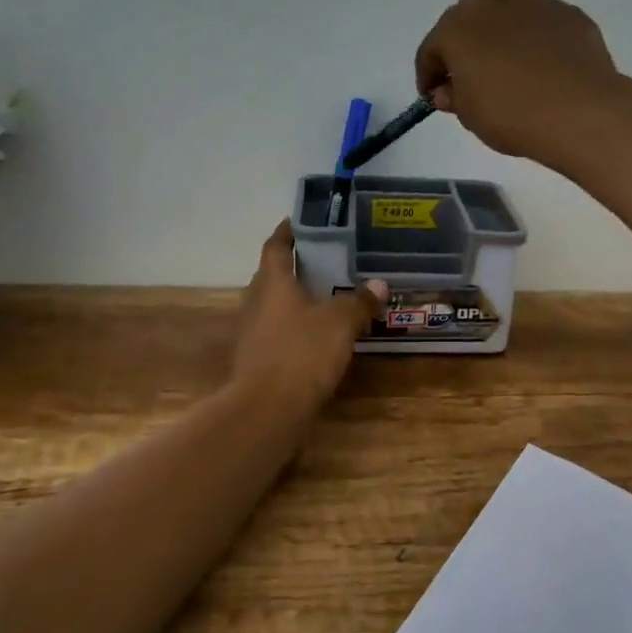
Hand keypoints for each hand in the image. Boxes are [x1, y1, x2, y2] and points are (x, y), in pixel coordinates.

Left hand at [232, 220, 388, 412]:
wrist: (267, 410)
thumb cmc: (302, 354)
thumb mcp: (340, 323)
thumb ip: (359, 302)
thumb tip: (379, 284)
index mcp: (272, 283)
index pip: (275, 246)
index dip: (287, 232)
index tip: (300, 221)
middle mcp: (256, 302)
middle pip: (272, 276)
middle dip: (295, 266)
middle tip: (325, 260)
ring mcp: (252, 333)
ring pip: (274, 306)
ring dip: (295, 299)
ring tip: (326, 297)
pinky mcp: (256, 360)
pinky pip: (277, 333)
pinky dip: (295, 328)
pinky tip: (317, 336)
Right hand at [413, 0, 620, 160]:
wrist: (578, 112)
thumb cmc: (511, 116)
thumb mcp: (471, 116)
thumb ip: (455, 97)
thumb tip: (448, 90)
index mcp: (457, 29)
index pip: (431, 48)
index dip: (429, 73)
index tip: (433, 94)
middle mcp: (492, 4)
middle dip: (467, 25)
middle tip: (473, 60)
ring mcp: (535, 3)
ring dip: (504, 10)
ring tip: (509, 43)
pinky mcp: (569, 13)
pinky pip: (547, 14)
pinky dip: (540, 30)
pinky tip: (546, 58)